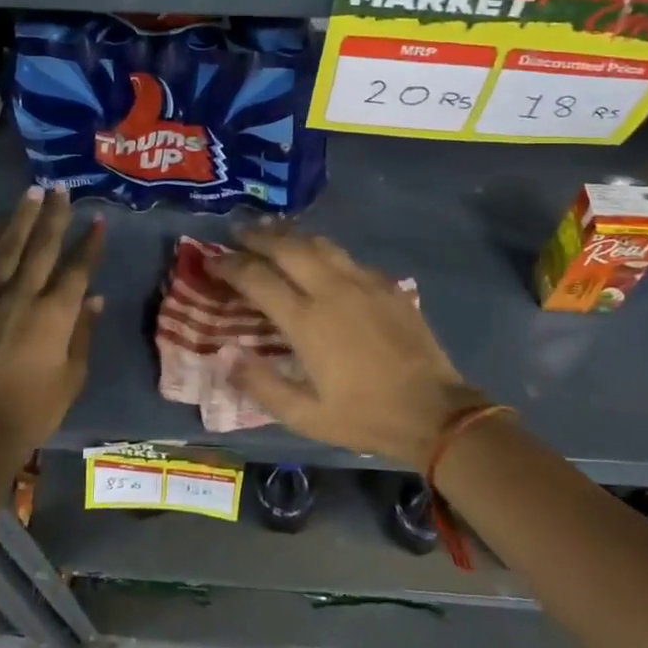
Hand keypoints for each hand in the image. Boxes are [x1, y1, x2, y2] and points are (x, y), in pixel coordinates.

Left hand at [0, 186, 103, 457]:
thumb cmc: (33, 409)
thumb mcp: (72, 377)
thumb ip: (82, 333)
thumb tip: (94, 298)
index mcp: (55, 313)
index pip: (77, 268)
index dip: (90, 242)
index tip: (99, 218)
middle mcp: (23, 296)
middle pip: (42, 247)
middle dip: (55, 216)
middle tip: (62, 189)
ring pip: (7, 248)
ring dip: (21, 218)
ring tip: (31, 193)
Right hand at [216, 225, 485, 468]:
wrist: (435, 412)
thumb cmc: (364, 416)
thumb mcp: (304, 415)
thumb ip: (259, 383)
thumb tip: (223, 353)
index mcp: (307, 321)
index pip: (257, 278)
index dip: (230, 266)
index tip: (212, 261)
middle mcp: (332, 290)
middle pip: (287, 247)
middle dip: (257, 236)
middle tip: (237, 231)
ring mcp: (363, 282)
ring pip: (319, 243)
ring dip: (290, 234)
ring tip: (272, 230)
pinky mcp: (387, 284)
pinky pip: (346, 257)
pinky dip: (322, 249)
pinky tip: (319, 256)